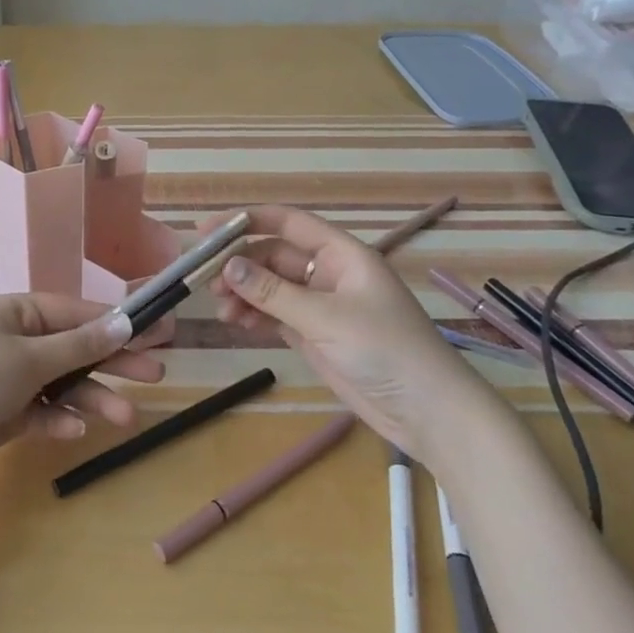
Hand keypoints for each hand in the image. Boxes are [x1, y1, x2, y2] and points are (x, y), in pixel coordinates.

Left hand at [0, 294, 164, 482]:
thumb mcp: (31, 359)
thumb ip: (80, 344)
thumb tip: (125, 324)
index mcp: (16, 312)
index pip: (75, 312)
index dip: (116, 323)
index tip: (155, 331)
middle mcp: (15, 339)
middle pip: (74, 348)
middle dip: (112, 363)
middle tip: (156, 375)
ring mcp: (9, 377)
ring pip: (62, 384)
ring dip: (92, 399)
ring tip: (125, 419)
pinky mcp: (4, 411)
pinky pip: (42, 411)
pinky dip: (58, 420)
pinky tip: (74, 433)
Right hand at [209, 205, 502, 458]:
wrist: (427, 412)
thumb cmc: (385, 350)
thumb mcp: (326, 317)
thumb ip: (274, 292)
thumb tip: (227, 266)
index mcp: (341, 254)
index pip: (287, 223)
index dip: (246, 221)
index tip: (206, 230)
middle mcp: (328, 273)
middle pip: (274, 256)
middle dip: (240, 265)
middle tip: (207, 281)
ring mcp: (321, 305)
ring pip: (271, 287)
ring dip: (245, 293)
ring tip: (223, 311)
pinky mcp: (315, 334)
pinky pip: (276, 314)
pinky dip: (255, 315)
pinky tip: (238, 322)